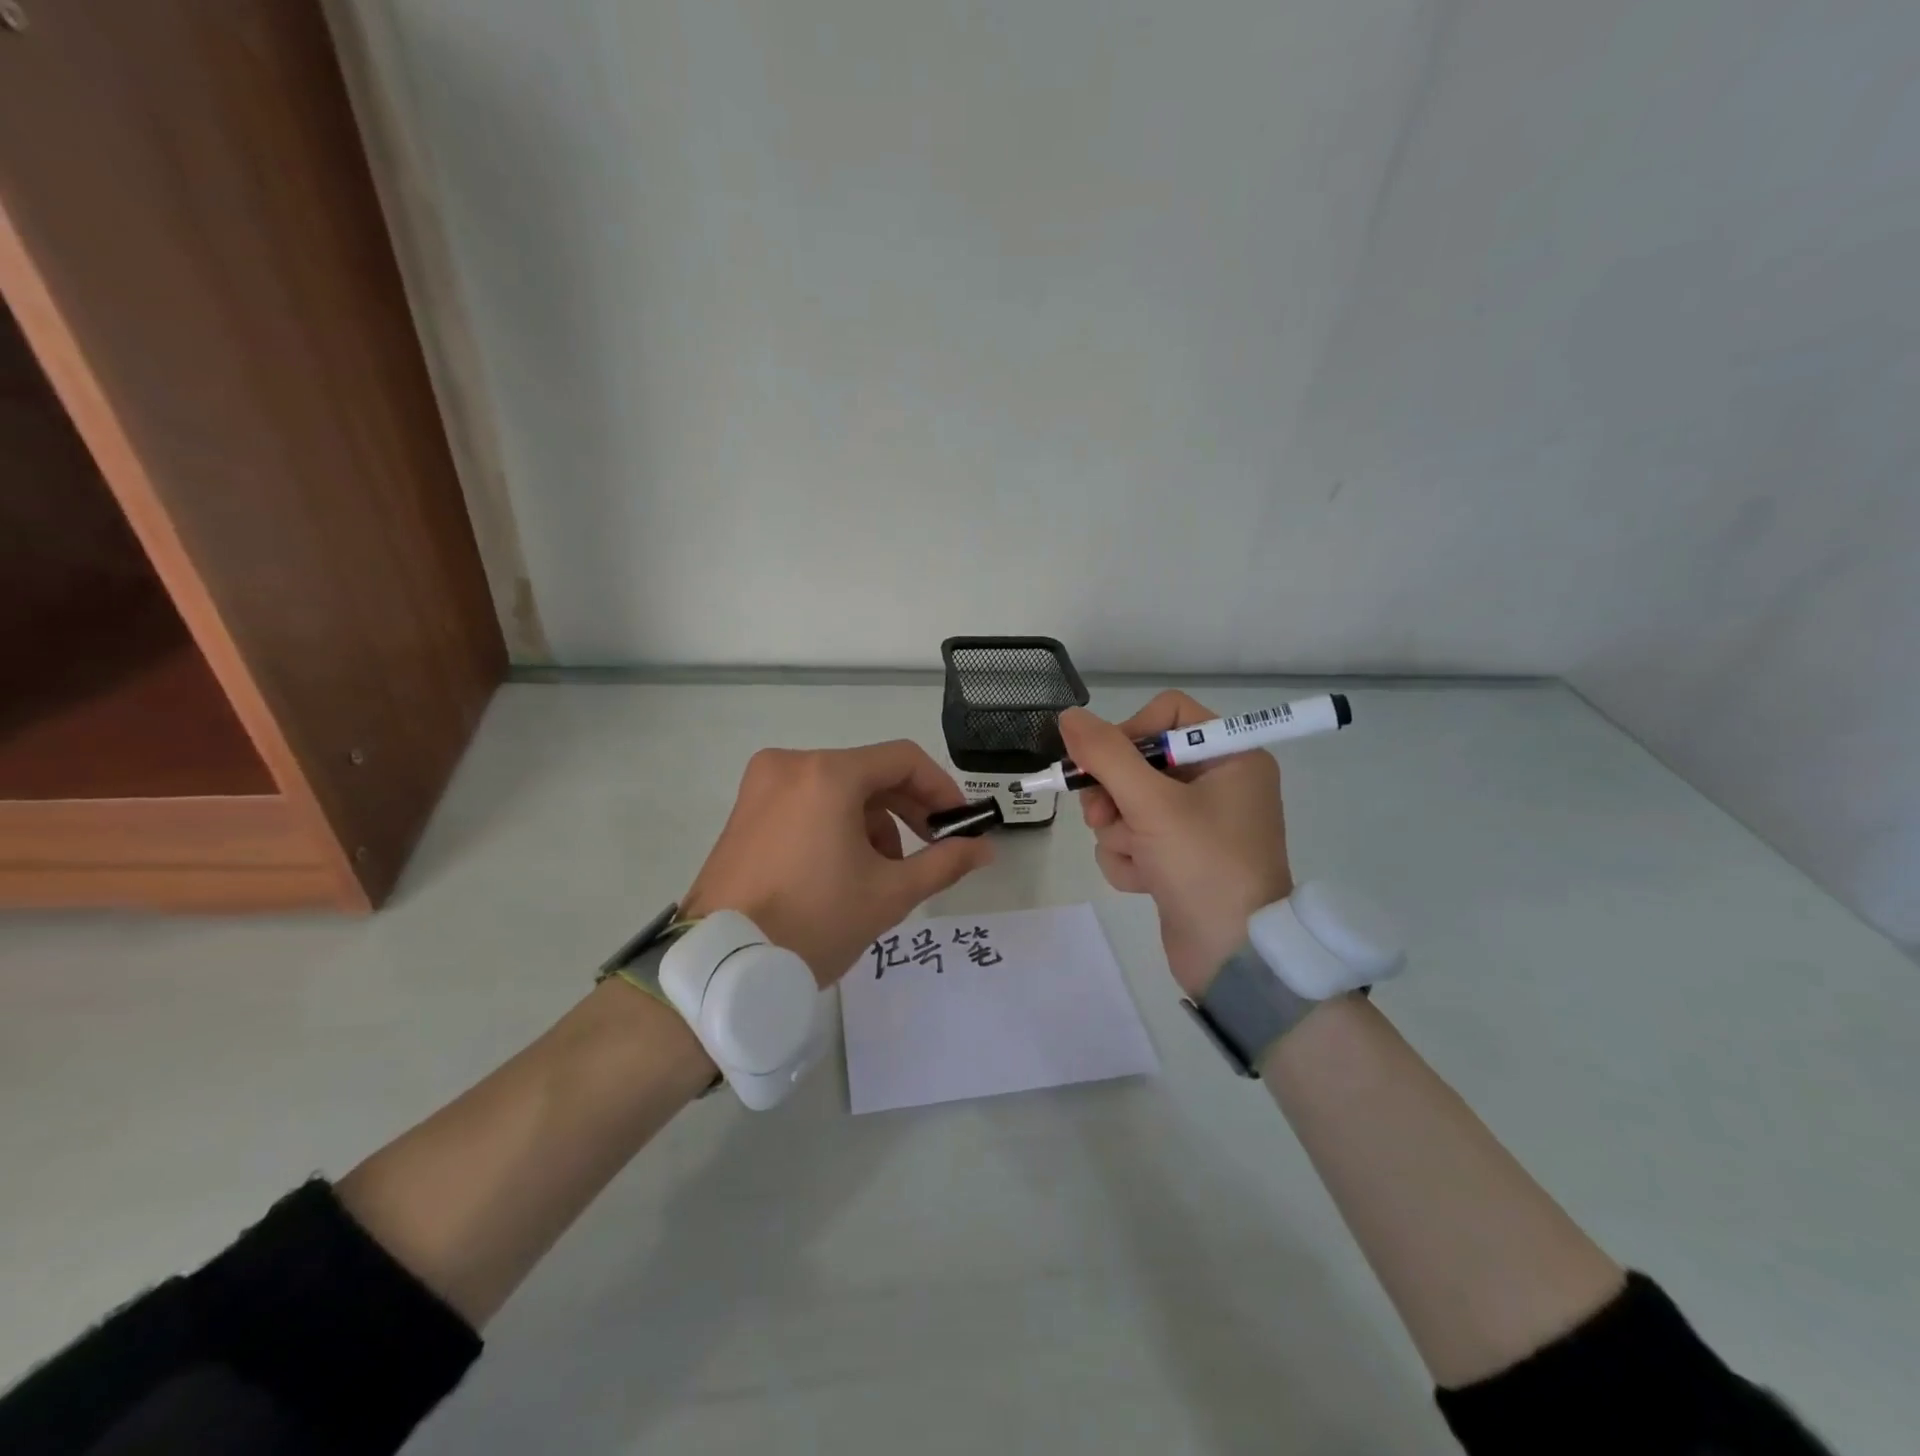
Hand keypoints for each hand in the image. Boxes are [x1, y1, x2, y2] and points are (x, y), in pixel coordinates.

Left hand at [682, 741, 993, 985]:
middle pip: (869, 772)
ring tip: (884, 872)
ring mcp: (761, 786)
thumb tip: (984, 849)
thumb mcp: (889, 894)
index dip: (941, 789)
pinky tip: (845, 869)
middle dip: (908, 810)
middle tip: (935, 849)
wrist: (719, 969)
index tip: (960, 825)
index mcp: (827, 774)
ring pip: (839, 789)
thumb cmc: (813, 923)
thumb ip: (944, 863)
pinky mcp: (745, 810)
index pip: (903, 760)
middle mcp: (791, 764)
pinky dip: (836, 825)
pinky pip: (808, 802)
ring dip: (873, 822)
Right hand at [1061, 694, 1292, 996]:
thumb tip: (1068, 716)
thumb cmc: (1203, 865)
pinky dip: (1130, 859)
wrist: (1232, 957)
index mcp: (1229, 756)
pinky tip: (1145, 882)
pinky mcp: (1179, 856)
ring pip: (1128, 804)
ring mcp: (1196, 823)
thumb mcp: (1151, 804)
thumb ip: (1105, 755)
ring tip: (1138, 859)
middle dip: (1113, 794)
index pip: (1166, 714)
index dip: (1129, 732)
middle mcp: (1216, 783)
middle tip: (1101, 818)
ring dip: (1120, 833)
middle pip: (1138, 762)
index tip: (1102, 762)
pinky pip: (1135, 839)